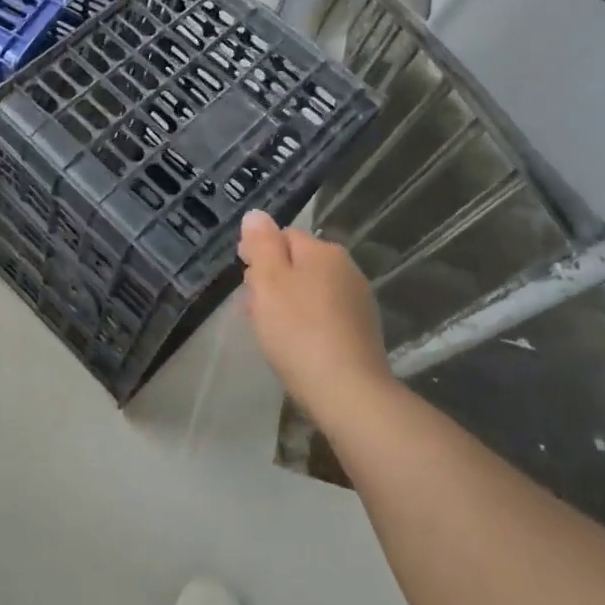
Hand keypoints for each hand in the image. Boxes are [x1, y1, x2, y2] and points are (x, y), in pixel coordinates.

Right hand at [238, 211, 393, 433]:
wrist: (347, 390)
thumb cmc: (298, 330)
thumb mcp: (269, 281)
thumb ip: (261, 244)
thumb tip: (256, 215)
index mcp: (323, 251)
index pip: (283, 236)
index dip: (259, 254)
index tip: (243, 280)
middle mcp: (346, 268)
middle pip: (298, 263)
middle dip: (272, 279)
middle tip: (252, 307)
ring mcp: (358, 300)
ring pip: (310, 290)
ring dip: (287, 302)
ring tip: (269, 329)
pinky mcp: (361, 330)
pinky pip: (324, 314)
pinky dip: (305, 322)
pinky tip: (294, 344)